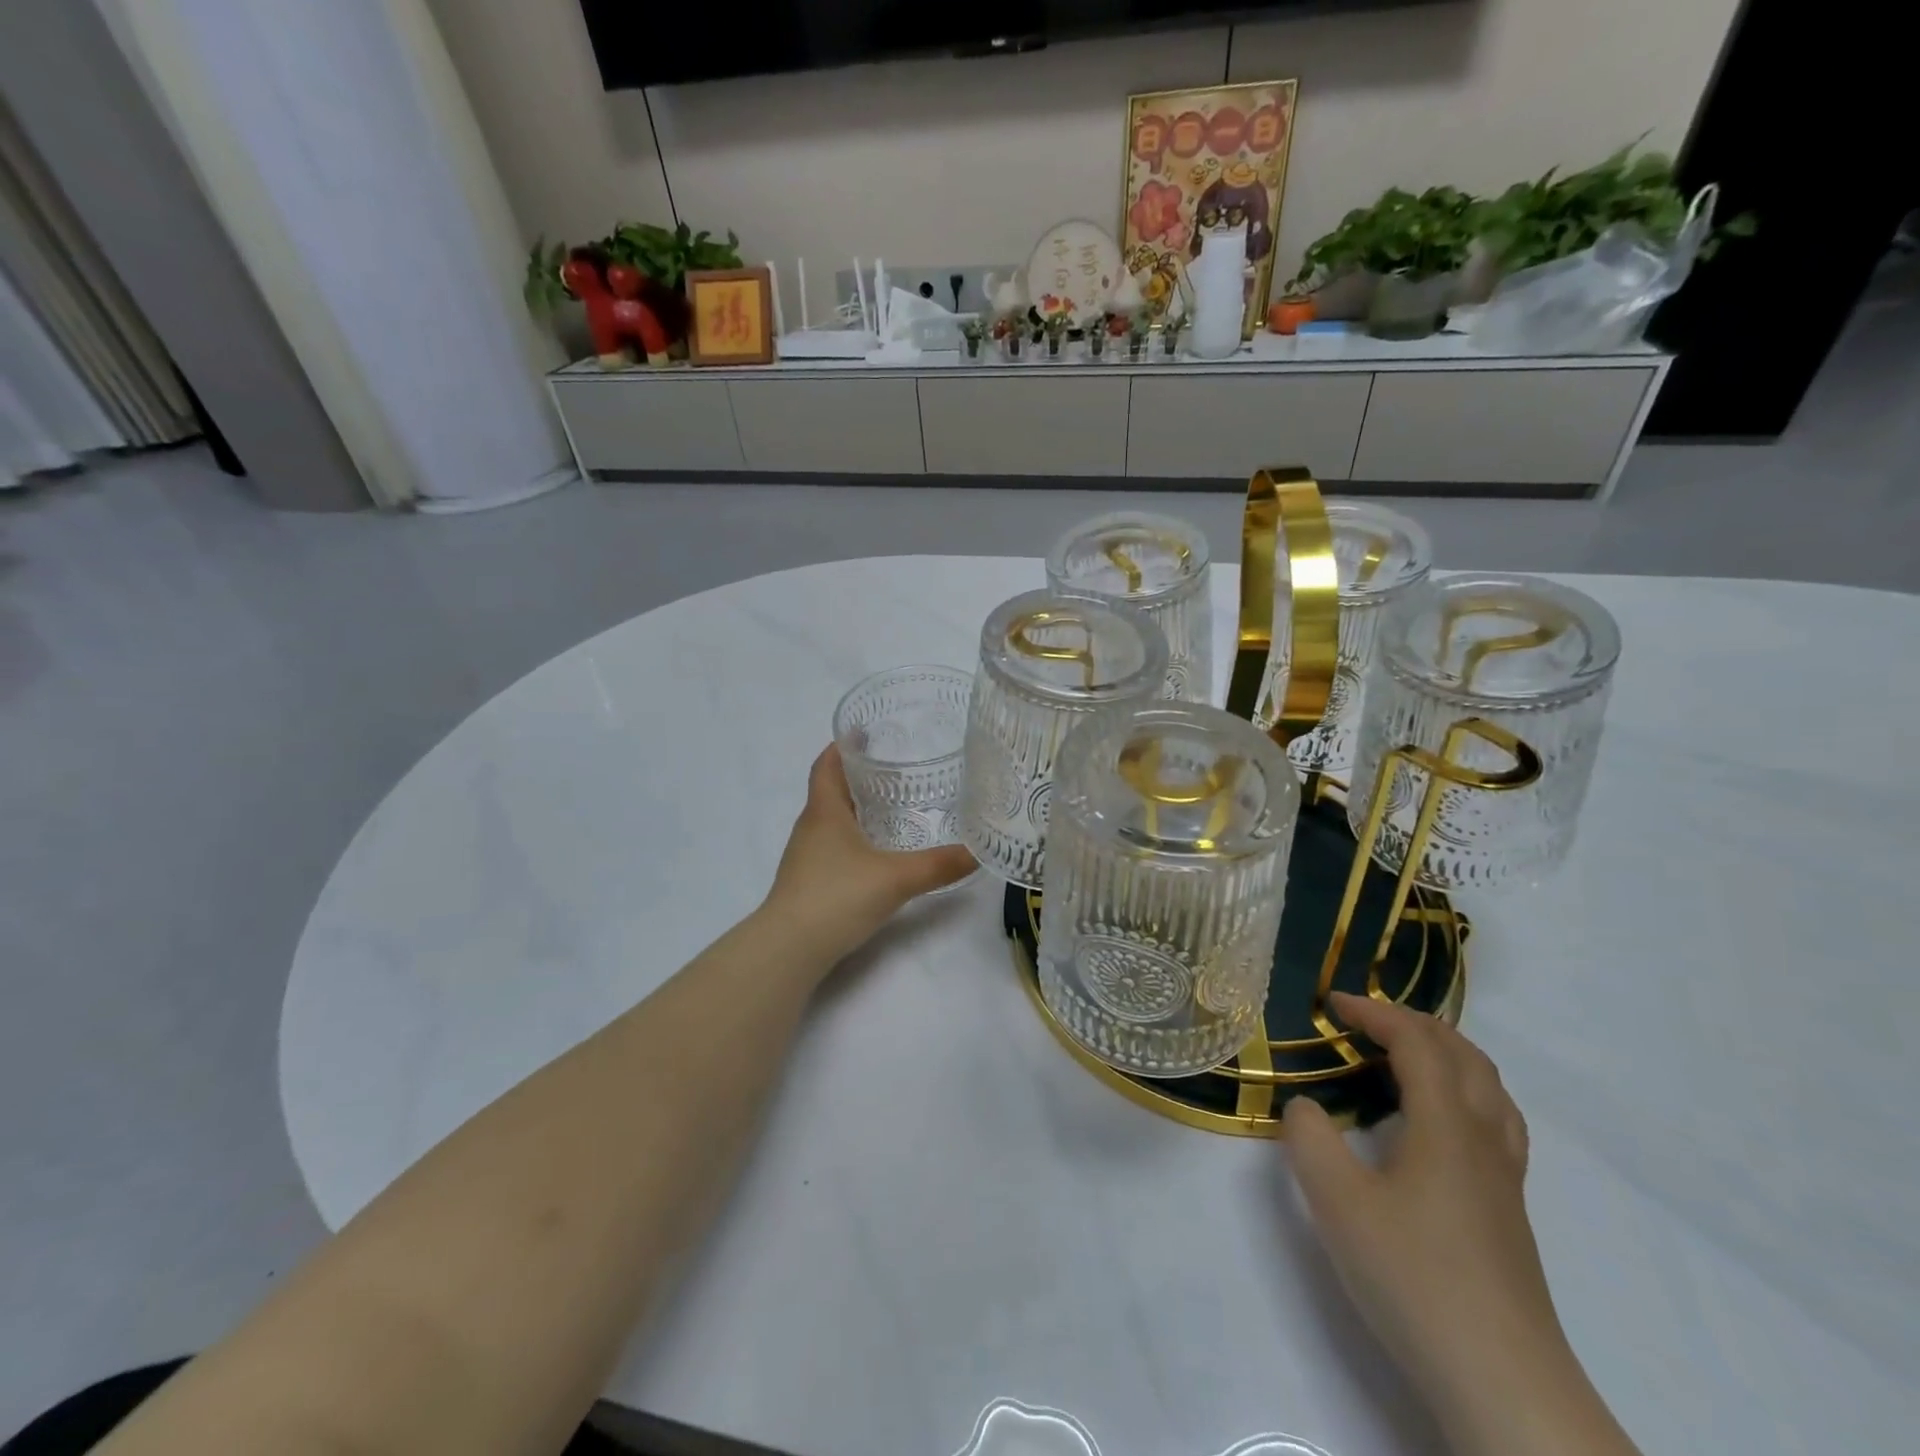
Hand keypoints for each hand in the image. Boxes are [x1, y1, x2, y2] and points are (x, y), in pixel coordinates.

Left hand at [762, 746, 975, 964]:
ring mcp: (805, 857)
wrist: (789, 949)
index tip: (862, 732)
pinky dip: (852, 838)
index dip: (841, 746)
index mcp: (824, 812)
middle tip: (893, 769)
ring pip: (830, 820)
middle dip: (856, 776)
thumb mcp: (895, 878)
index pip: (826, 765)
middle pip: (829, 790)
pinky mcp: (807, 882)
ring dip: (854, 809)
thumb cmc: (837, 897)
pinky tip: (875, 854)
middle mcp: (810, 827)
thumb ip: (937, 865)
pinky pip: (831, 847)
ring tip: (890, 807)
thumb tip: (976, 853)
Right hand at [1283, 994, 1636, 1455]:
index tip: (1331, 1004)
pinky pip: (1496, 1122)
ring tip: (1406, 1055)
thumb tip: (1306, 1108)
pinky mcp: (1508, 1211)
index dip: (1374, 1013)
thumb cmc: (1413, 1276)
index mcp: (1447, 1125)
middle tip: (1365, 1020)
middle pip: (1463, 1055)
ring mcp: (1505, 1178)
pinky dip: (1466, 1092)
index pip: (1417, 1043)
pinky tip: (1441, 1121)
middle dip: (1413, 1023)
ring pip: (1490, 1088)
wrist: (1501, 1382)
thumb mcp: (1336, 1201)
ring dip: (1446, 1053)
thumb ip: (1309, 1138)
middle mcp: (1484, 1139)